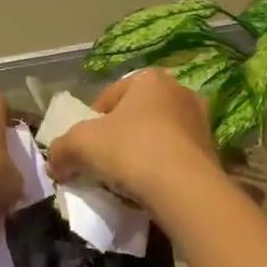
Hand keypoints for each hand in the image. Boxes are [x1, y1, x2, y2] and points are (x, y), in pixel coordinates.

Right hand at [46, 68, 222, 209]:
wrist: (184, 188)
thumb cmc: (130, 150)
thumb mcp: (80, 145)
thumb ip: (61, 150)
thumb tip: (54, 164)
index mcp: (150, 78)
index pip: (109, 97)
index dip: (91, 122)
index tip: (84, 148)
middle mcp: (180, 92)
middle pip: (137, 115)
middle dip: (119, 136)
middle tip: (104, 162)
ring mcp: (201, 122)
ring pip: (159, 136)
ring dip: (142, 153)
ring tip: (126, 179)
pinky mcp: (212, 152)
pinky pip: (177, 157)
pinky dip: (162, 169)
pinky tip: (150, 188)